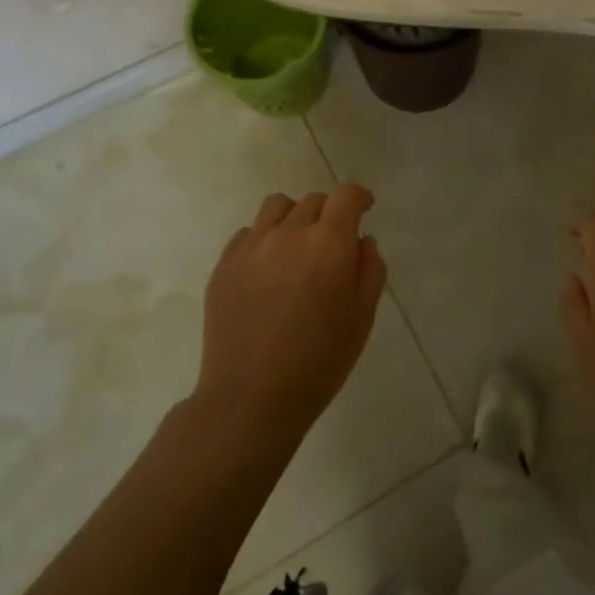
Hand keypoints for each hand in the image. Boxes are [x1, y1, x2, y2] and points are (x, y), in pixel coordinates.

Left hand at [195, 186, 387, 445]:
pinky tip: (267, 271)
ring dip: (294, 217)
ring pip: (277, 207)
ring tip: (296, 246)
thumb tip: (362, 240)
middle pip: (313, 201)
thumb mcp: (362, 317)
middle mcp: (289, 233)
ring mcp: (252, 246)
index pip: (346, 197)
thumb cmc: (319, 360)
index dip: (358, 197)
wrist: (251, 397)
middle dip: (329, 213)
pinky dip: (263, 240)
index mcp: (328, 242)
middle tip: (332, 243)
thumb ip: (370, 269)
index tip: (364, 207)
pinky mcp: (224, 265)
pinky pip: (247, 233)